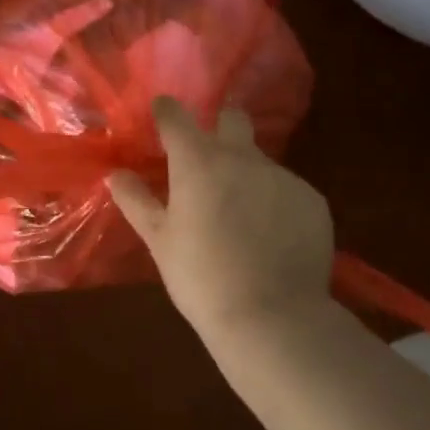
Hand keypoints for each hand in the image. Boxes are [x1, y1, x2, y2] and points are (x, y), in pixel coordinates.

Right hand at [109, 96, 335, 343]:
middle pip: (232, 118)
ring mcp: (282, 176)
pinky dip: (274, 201)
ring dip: (246, 173)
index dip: (166, 111)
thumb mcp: (159, 241)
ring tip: (240, 215)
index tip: (161, 113)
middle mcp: (242, 158)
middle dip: (220, 125)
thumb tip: (116, 174)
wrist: (274, 319)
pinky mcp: (313, 200)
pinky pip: (286, 188)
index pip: (176, 116)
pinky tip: (269, 235)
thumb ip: (136, 201)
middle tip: (207, 157)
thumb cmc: (202, 278)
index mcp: (197, 162)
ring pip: (259, 159)